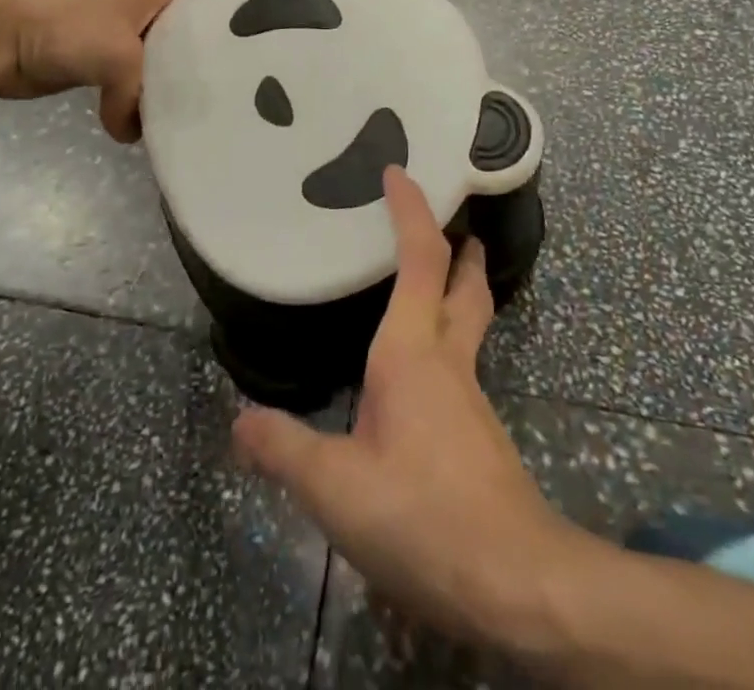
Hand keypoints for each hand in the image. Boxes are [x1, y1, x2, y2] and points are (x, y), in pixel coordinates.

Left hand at [0, 0, 250, 140]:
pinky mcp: (109, 60)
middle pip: (203, 7)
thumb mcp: (114, 55)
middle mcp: (150, 4)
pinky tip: (173, 118)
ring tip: (232, 89)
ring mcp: (129, 33)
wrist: (0, 41)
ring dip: (195, 66)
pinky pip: (146, 77)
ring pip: (176, 48)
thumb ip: (136, 95)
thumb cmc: (63, 27)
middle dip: (234, 23)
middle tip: (272, 48)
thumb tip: (134, 133)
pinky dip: (158, 95)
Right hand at [232, 166, 567, 643]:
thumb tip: (239, 421)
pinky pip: (462, 361)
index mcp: (412, 352)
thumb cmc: (423, 515)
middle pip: (465, 284)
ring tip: (434, 282)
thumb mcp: (336, 488)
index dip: (412, 212)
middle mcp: (448, 360)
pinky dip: (448, 337)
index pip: (421, 261)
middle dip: (461, 247)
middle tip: (453, 220)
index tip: (399, 173)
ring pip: (469, 322)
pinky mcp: (478, 432)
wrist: (514, 580)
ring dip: (459, 290)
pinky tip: (423, 371)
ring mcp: (469, 396)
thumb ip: (285, 449)